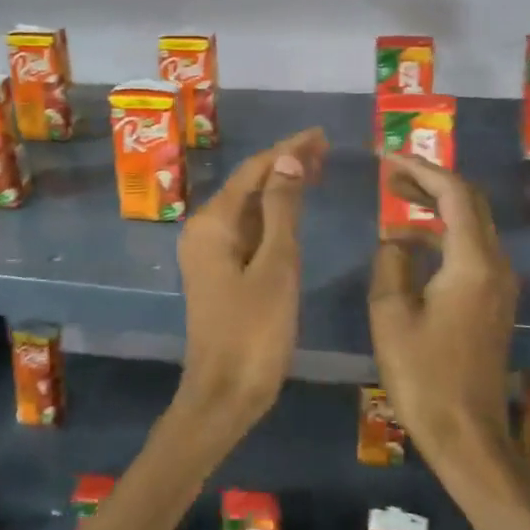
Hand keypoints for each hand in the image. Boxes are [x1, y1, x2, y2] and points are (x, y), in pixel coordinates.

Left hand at [174, 128, 327, 438]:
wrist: (224, 395)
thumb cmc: (254, 331)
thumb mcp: (276, 266)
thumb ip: (282, 210)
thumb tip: (287, 159)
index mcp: (213, 223)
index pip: (254, 170)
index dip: (288, 149)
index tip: (321, 133)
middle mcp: (204, 230)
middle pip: (248, 185)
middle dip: (284, 164)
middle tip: (325, 149)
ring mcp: (209, 252)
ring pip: (248, 208)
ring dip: (279, 189)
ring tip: (317, 170)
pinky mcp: (220, 272)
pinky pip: (247, 231)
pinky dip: (272, 217)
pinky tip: (293, 212)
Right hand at [368, 154, 518, 462]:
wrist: (466, 434)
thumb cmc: (423, 375)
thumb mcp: (390, 314)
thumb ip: (391, 264)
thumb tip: (397, 242)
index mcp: (472, 263)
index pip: (454, 195)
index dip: (421, 169)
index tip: (388, 158)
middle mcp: (496, 266)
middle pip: (470, 204)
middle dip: (431, 182)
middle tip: (391, 174)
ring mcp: (500, 285)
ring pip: (472, 226)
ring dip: (437, 207)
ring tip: (397, 199)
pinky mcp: (493, 303)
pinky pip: (471, 250)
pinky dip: (443, 235)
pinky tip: (411, 245)